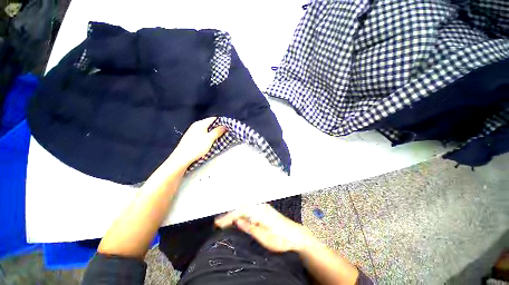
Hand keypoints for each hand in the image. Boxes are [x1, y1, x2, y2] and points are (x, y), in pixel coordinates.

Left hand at [172, 117, 226, 166]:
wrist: (181, 158)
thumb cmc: (196, 147)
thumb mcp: (209, 139)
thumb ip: (217, 131)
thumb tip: (224, 126)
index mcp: (200, 124)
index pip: (213, 119)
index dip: (221, 122)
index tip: (228, 126)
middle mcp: (196, 126)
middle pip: (209, 124)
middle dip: (218, 128)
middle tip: (225, 133)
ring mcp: (192, 132)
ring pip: (206, 130)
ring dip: (213, 133)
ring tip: (219, 138)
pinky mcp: (191, 138)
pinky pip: (202, 134)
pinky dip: (208, 137)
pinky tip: (210, 142)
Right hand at [215, 203, 315, 252]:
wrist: (296, 235)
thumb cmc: (281, 239)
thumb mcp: (265, 238)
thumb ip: (250, 228)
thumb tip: (237, 221)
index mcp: (260, 212)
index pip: (240, 211)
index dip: (228, 217)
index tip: (218, 223)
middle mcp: (261, 207)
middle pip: (242, 207)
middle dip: (229, 214)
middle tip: (218, 223)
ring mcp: (263, 207)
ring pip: (245, 208)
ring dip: (235, 213)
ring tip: (225, 221)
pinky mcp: (265, 210)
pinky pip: (250, 209)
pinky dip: (242, 213)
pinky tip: (238, 218)